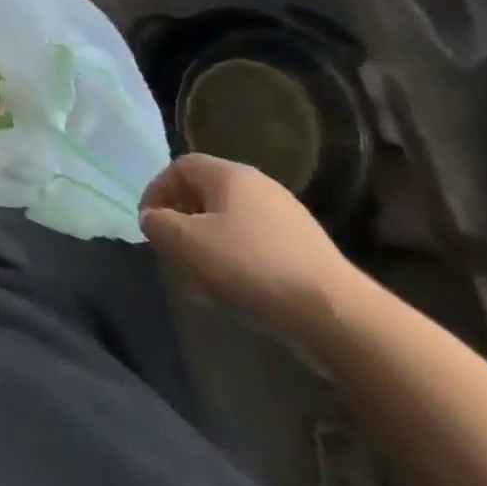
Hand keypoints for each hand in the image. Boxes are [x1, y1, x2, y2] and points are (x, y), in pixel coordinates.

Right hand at [139, 153, 362, 342]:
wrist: (338, 317)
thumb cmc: (250, 266)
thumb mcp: (185, 242)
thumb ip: (157, 224)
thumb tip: (155, 220)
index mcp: (231, 175)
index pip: (179, 168)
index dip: (156, 192)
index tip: (148, 225)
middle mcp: (261, 188)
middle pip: (204, 198)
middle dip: (181, 227)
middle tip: (172, 256)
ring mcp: (289, 221)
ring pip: (229, 227)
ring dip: (206, 251)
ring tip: (200, 285)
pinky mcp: (307, 254)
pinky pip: (256, 249)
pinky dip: (235, 266)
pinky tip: (235, 297)